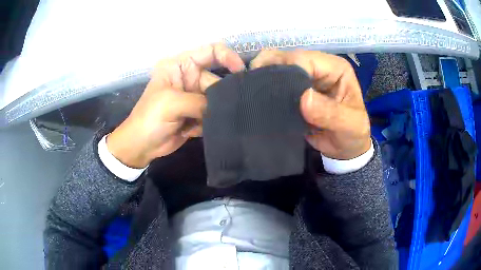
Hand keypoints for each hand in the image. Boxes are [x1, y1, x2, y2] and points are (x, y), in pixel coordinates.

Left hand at [107, 43, 244, 167]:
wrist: (141, 146)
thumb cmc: (149, 118)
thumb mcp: (172, 103)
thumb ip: (201, 101)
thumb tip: (225, 107)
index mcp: (181, 66)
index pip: (211, 51)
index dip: (228, 57)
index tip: (241, 71)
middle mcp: (190, 78)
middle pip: (217, 80)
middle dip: (220, 96)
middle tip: (224, 109)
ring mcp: (194, 97)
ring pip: (216, 100)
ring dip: (213, 112)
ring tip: (201, 122)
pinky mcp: (196, 114)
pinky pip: (212, 114)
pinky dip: (207, 124)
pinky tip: (192, 130)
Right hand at [251, 50, 370, 159]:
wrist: (345, 149)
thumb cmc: (353, 134)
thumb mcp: (349, 125)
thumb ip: (331, 113)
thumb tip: (304, 98)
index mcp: (335, 68)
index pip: (305, 59)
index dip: (287, 69)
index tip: (271, 88)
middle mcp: (318, 67)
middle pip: (287, 58)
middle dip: (269, 69)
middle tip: (255, 89)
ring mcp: (305, 78)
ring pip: (276, 67)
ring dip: (264, 78)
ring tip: (254, 95)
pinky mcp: (294, 90)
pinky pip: (274, 83)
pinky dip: (264, 88)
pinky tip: (257, 99)